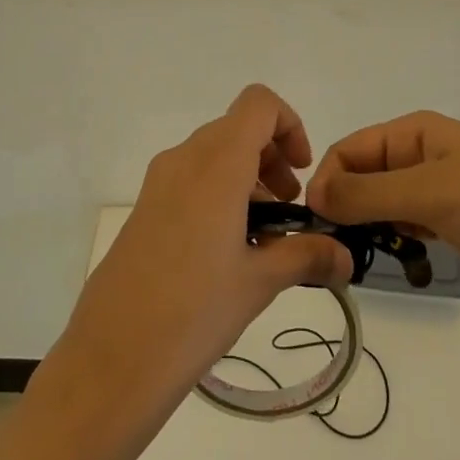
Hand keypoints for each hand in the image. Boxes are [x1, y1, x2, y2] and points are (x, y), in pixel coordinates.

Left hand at [52, 85, 353, 415]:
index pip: (258, 103)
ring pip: (214, 155)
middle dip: (272, 159)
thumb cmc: (194, 311)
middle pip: (238, 129)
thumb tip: (347, 257)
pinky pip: (191, 179)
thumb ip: (307, 257)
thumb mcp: (259, 283)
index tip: (301, 174)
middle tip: (290, 213)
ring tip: (265, 240)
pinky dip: (220, 195)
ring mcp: (159, 182)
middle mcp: (184, 159)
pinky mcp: (145, 207)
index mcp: (216, 164)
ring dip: (248, 180)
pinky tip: (230, 252)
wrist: (113, 355)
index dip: (289, 125)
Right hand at [306, 111, 459, 294]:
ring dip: (372, 227)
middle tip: (338, 248)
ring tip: (366, 258)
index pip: (348, 150)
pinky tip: (401, 258)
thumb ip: (367, 194)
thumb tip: (313, 194)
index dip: (328, 181)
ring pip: (386, 204)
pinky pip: (412, 224)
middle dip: (347, 207)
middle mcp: (421, 154)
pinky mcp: (458, 219)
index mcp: (412, 132)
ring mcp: (441, 188)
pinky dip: (399, 239)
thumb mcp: (430, 191)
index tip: (318, 224)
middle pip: (364, 177)